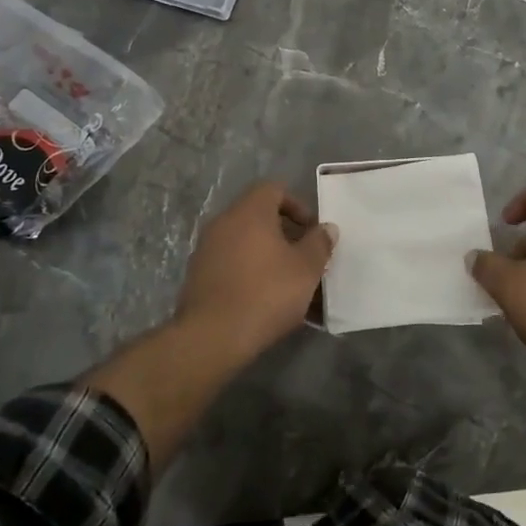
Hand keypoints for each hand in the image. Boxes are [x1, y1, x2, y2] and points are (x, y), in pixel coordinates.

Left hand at [176, 181, 336, 349]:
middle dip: (286, 234)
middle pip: (259, 215)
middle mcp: (224, 222)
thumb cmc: (266, 293)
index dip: (297, 205)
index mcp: (249, 212)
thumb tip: (326, 228)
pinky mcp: (199, 275)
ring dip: (269, 255)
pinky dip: (250, 272)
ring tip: (290, 284)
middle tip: (305, 258)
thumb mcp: (306, 268)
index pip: (274, 189)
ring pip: (246, 242)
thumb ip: (319, 243)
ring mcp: (207, 249)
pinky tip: (266, 300)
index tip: (311, 231)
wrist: (212, 336)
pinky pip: (232, 263)